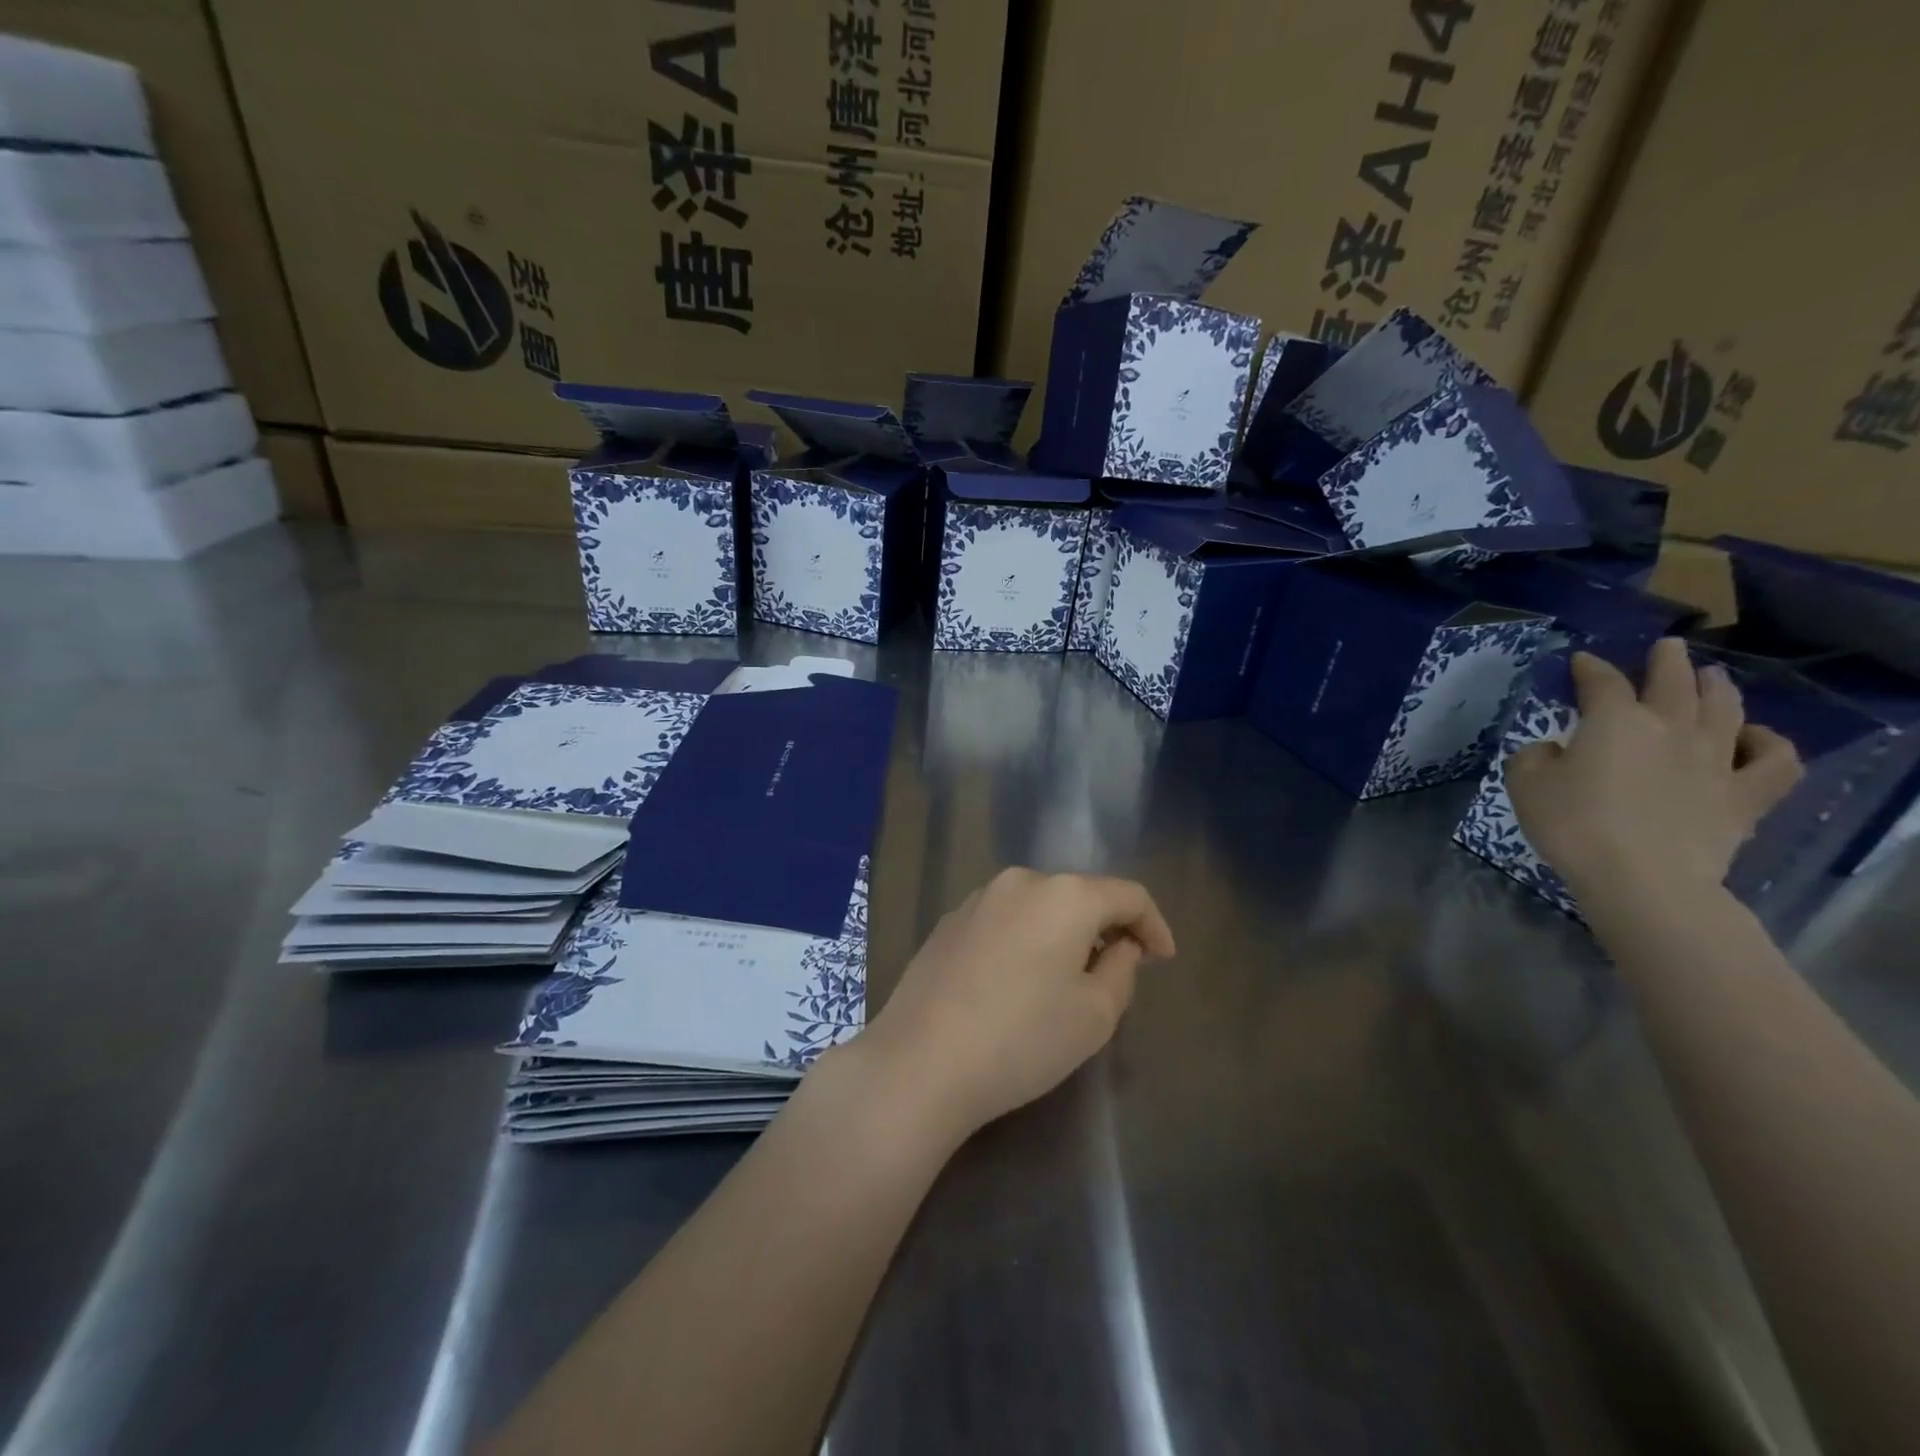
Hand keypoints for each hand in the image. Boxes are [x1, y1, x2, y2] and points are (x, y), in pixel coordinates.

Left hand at [841, 868, 1175, 1147]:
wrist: (920, 1060)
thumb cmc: (1022, 1038)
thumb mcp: (1095, 1014)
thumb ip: (1121, 968)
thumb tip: (1120, 944)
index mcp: (1064, 895)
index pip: (1128, 895)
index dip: (1153, 925)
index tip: (1162, 960)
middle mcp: (1020, 881)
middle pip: (1080, 895)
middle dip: (1105, 928)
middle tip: (1115, 973)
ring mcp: (978, 898)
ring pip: (1039, 906)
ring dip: (1062, 933)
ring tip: (1064, 979)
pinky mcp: (949, 921)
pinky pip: (1004, 920)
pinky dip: (1025, 939)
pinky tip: (1015, 981)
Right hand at [1505, 638, 1802, 910]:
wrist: (1641, 877)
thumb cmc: (1573, 825)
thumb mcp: (1525, 785)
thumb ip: (1535, 757)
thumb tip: (1554, 750)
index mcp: (1615, 721)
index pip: (1601, 681)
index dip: (1589, 668)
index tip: (1580, 661)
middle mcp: (1670, 727)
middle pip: (1674, 681)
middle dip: (1667, 660)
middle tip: (1667, 647)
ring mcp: (1715, 759)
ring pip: (1726, 708)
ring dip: (1718, 687)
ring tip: (1712, 677)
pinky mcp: (1745, 794)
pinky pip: (1774, 760)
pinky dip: (1768, 743)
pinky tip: (1754, 738)